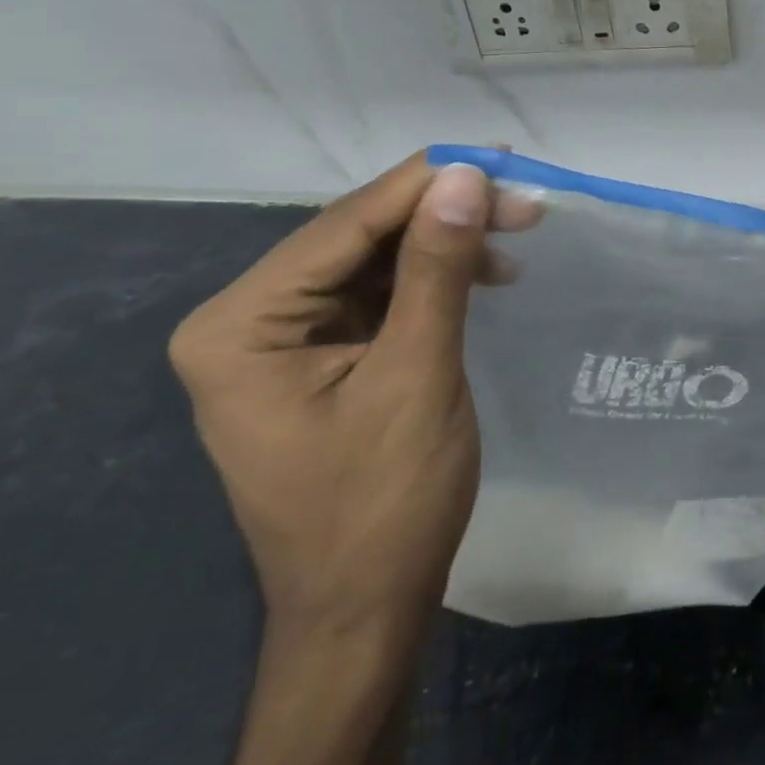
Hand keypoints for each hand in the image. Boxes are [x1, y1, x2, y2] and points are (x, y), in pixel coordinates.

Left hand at [170, 154, 539, 631]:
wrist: (366, 608)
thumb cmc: (384, 501)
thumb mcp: (417, 375)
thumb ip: (436, 270)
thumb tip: (465, 177)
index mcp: (240, 326)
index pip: (344, 225)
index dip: (426, 184)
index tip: (503, 157)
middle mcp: (247, 321)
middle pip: (358, 236)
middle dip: (443, 212)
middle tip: (524, 200)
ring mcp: (284, 340)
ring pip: (376, 259)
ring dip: (447, 241)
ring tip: (517, 232)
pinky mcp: (323, 356)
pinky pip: (382, 293)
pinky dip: (436, 277)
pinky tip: (484, 272)